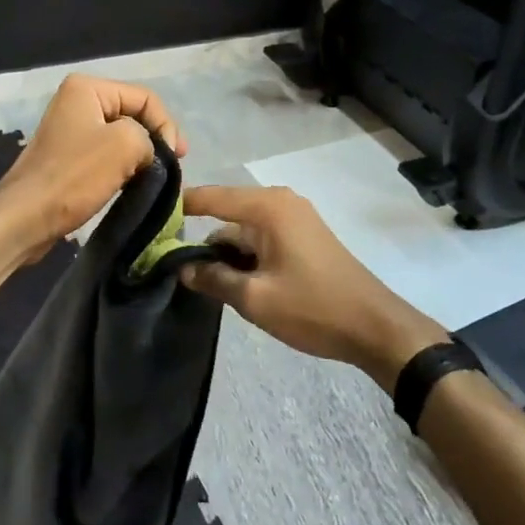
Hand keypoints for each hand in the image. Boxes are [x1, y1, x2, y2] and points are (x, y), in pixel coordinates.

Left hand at [0, 75, 186, 253]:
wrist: (25, 218)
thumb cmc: (74, 176)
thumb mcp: (125, 144)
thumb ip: (150, 137)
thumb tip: (150, 154)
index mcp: (87, 88)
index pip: (145, 97)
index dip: (166, 125)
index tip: (177, 157)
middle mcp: (76, 101)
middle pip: (133, 114)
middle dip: (154, 139)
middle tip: (171, 167)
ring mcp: (70, 130)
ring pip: (121, 137)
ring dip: (140, 156)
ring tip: (155, 178)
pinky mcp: (68, 157)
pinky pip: (106, 154)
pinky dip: (123, 168)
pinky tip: (132, 185)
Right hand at [179, 186, 446, 389]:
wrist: (375, 326)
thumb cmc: (313, 307)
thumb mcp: (255, 298)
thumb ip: (214, 279)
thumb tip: (181, 268)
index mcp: (267, 207)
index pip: (211, 197)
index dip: (180, 207)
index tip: (149, 221)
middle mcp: (280, 202)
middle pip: (228, 215)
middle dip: (204, 241)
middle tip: (173, 269)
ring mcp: (295, 217)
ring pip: (245, 230)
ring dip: (228, 254)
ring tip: (205, 284)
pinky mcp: (304, 235)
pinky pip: (264, 237)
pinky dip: (248, 256)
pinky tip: (237, 283)